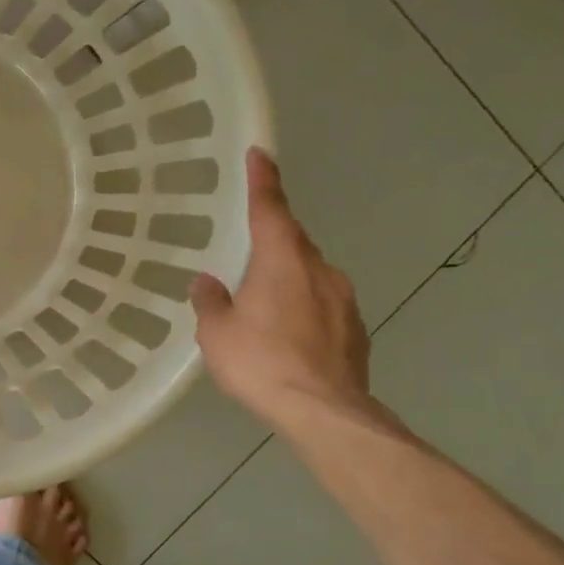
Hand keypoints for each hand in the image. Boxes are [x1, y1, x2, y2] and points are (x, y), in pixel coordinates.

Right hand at [190, 149, 372, 430]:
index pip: (271, 209)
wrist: (324, 411)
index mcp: (282, 261)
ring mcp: (344, 299)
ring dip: (289, 279)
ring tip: (264, 304)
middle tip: (249, 249)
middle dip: (273, 238)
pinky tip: (288, 335)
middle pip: (294, 242)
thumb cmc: (262, 363)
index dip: (263, 180)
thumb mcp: (217, 333)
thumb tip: (207, 283)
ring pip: (311, 275)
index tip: (260, 153)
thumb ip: (210, 301)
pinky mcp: (355, 329)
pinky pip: (323, 305)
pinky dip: (304, 308)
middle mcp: (319, 270)